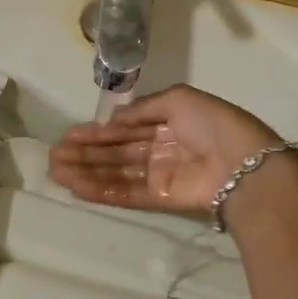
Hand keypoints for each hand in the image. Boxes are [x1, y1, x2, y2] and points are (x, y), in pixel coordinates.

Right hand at [48, 83, 280, 212]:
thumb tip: (113, 119)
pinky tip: (77, 186)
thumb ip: (143, 108)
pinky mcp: (162, 199)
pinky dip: (102, 190)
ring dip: (86, 171)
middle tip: (53, 154)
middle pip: (116, 151)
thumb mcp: (178, 99)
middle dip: (85, 152)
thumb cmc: (213, 123)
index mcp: (167, 121)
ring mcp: (160, 175)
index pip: (125, 127)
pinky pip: (127, 193)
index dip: (98, 130)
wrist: (244, 163)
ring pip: (116, 172)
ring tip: (56, 170)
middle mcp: (161, 147)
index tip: (69, 134)